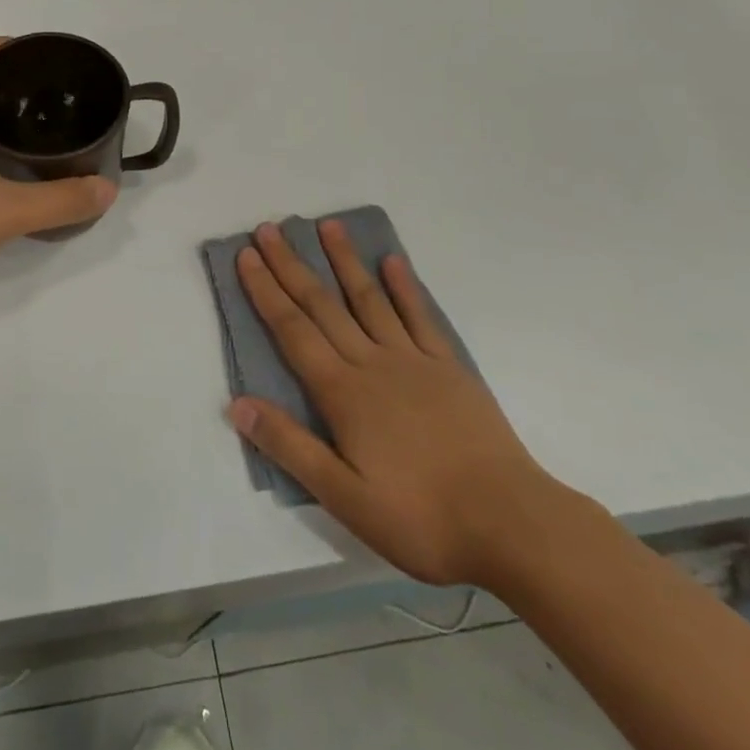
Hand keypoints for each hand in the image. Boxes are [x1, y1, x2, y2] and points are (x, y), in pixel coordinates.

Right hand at [229, 221, 567, 589]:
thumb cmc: (421, 518)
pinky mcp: (449, 368)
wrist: (512, 524)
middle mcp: (372, 363)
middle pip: (322, 305)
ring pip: (369, 299)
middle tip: (269, 229)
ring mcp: (413, 361)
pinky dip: (405, 287)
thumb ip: (290, 446)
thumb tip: (237, 402)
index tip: (246, 255)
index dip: (266, 291)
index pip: (292, 330)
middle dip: (291, 265)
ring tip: (327, 225)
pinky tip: (393, 261)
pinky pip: (421, 317)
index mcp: (342, 392)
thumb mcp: (344, 497)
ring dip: (345, 261)